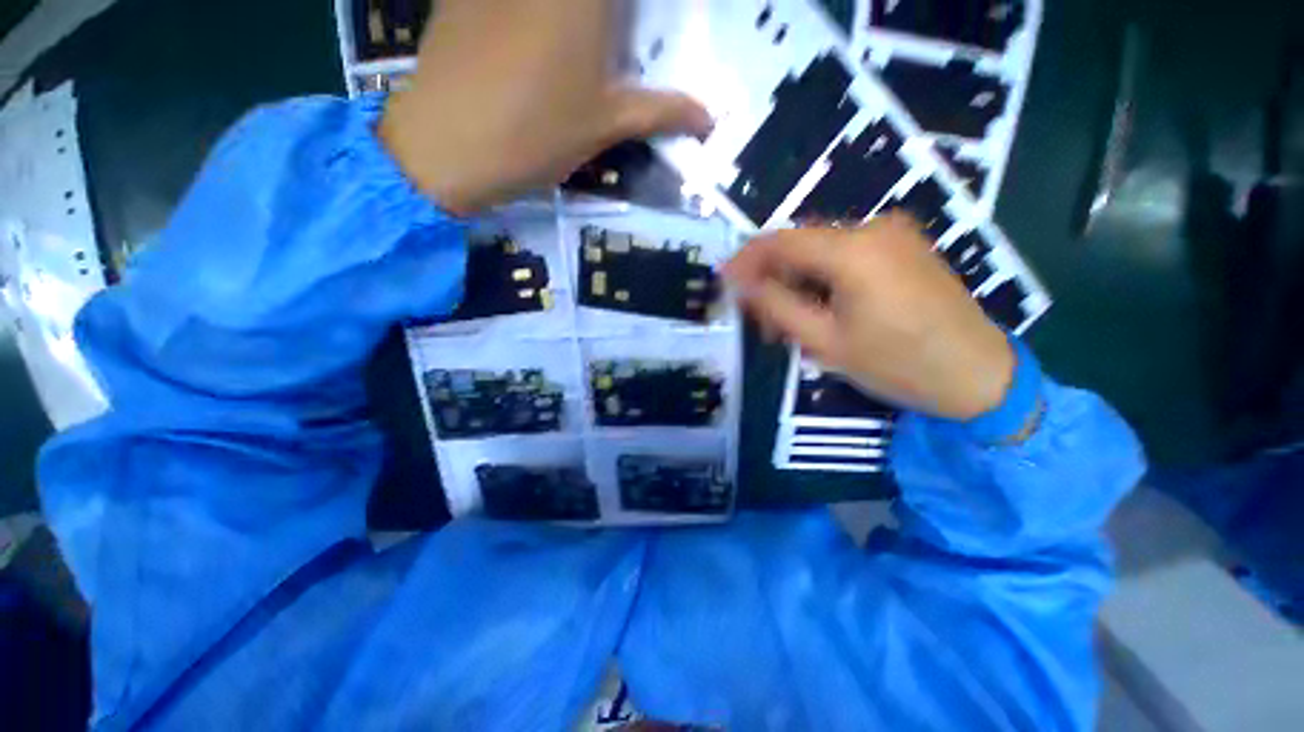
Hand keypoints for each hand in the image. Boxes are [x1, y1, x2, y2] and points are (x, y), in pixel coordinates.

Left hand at [379, 0, 711, 215]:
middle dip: (612, 17)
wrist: (446, 145)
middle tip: (618, 38)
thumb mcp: (606, 125)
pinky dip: (535, 14)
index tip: (639, 31)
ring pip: (558, 1)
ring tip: (590, 46)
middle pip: (598, 1)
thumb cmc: (536, 134)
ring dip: (583, 19)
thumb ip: (661, 111)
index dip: (637, 12)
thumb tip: (709, 119)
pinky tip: (536, 39)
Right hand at [724, 214, 1015, 421]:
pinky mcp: (904, 247)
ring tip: (787, 322)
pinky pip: (846, 255)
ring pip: (821, 252)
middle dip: (772, 277)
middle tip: (759, 318)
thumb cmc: (897, 364)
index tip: (724, 280)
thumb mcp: (824, 341)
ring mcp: (893, 234)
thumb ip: (776, 305)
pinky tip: (818, 308)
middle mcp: (873, 228)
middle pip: (800, 245)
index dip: (746, 258)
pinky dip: (822, 279)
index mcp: (852, 250)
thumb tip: (741, 283)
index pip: (780, 241)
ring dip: (796, 282)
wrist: (979, 374)